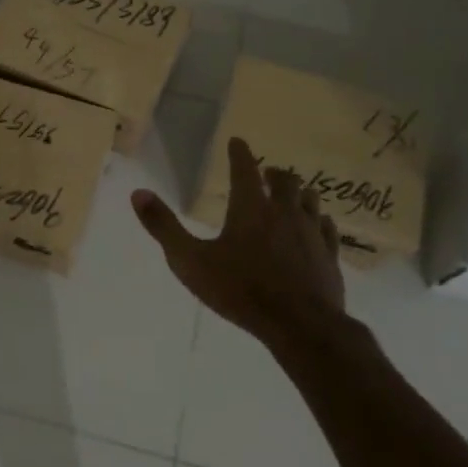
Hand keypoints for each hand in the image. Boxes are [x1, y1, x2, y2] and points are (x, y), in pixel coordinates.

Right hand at [131, 137, 351, 349]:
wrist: (299, 325)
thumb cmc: (240, 290)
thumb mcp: (189, 261)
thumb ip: (164, 227)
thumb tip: (138, 192)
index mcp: (250, 209)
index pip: (245, 170)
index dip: (240, 153)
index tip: (238, 141)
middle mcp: (284, 213)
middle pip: (285, 181)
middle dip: (274, 174)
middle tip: (267, 173)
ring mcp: (312, 234)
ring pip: (310, 201)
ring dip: (299, 194)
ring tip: (294, 194)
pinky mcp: (329, 257)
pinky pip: (327, 229)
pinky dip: (320, 221)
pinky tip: (320, 225)